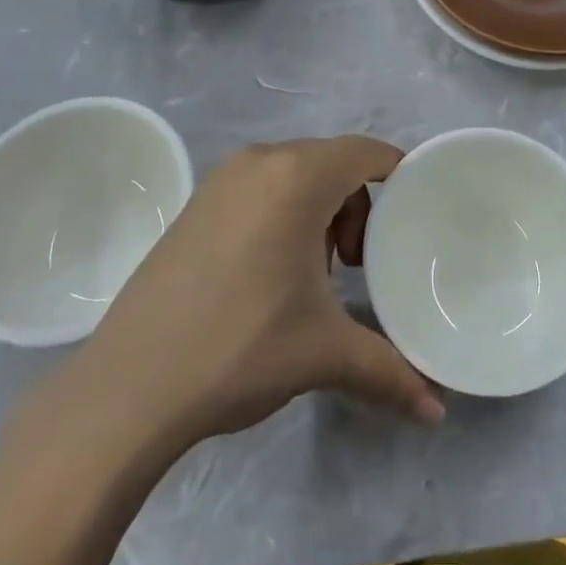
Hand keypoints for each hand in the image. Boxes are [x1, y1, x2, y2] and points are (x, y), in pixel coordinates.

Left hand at [68, 137, 442, 455]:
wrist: (128, 386)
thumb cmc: (240, 348)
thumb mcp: (323, 353)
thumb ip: (389, 372)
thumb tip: (437, 412)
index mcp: (297, 177)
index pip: (365, 152)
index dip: (397, 172)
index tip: (414, 213)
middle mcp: (260, 161)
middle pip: (331, 161)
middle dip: (357, 203)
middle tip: (356, 262)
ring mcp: (222, 179)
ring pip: (294, 173)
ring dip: (319, 209)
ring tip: (316, 272)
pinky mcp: (197, 202)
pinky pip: (260, 186)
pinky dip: (284, 212)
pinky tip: (272, 271)